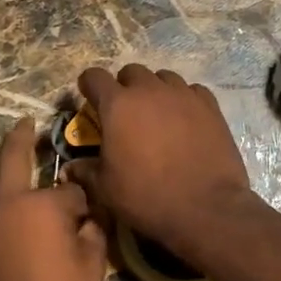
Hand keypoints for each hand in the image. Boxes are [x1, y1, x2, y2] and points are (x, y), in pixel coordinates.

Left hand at [0, 119, 107, 280]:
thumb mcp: (91, 269)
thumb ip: (94, 232)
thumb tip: (89, 217)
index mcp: (42, 204)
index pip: (71, 189)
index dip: (85, 201)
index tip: (92, 214)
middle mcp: (7, 203)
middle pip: (13, 158)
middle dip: (21, 137)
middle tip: (26, 123)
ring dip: (9, 173)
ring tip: (22, 167)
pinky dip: (3, 207)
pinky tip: (15, 220)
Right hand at [65, 65, 260, 270]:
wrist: (206, 208)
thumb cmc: (147, 197)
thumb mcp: (106, 189)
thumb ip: (86, 171)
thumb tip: (70, 168)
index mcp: (118, 105)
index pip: (94, 76)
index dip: (88, 85)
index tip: (89, 98)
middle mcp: (149, 90)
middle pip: (131, 72)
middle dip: (124, 86)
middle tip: (125, 111)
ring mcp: (183, 95)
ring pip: (163, 77)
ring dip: (155, 90)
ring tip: (156, 114)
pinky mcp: (210, 106)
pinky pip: (192, 90)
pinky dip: (184, 99)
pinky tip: (185, 119)